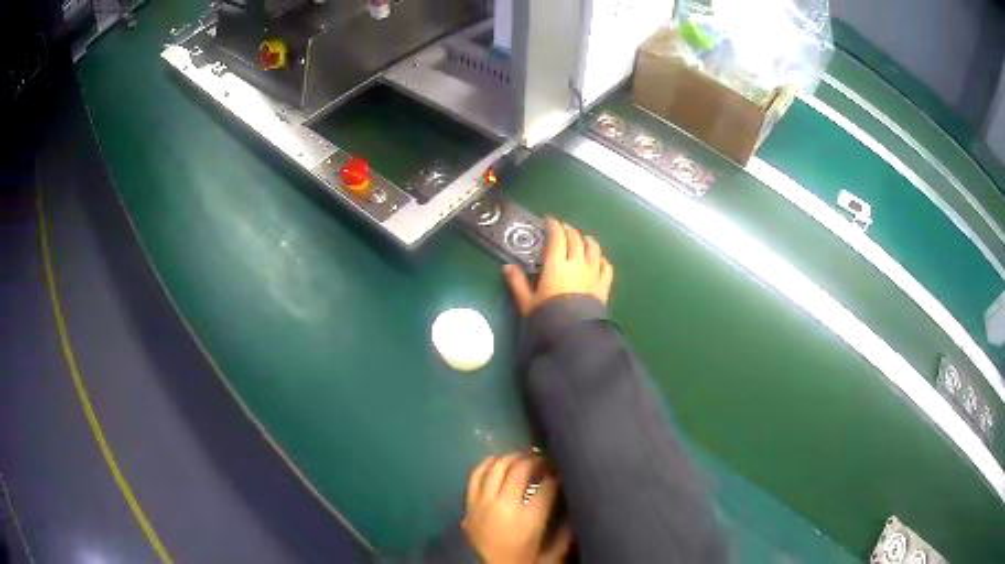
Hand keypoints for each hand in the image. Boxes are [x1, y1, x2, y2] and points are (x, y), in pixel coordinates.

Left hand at [462, 453, 571, 563]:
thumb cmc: (528, 559)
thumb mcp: (556, 550)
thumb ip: (566, 528)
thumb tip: (571, 502)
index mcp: (528, 519)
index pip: (546, 485)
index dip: (556, 474)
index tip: (560, 472)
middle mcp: (503, 506)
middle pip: (520, 470)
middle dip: (536, 460)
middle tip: (545, 460)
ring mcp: (482, 504)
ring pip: (496, 468)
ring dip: (512, 458)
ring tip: (524, 457)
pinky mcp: (469, 505)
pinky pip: (475, 476)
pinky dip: (487, 464)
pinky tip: (498, 460)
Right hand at [504, 218, 613, 316]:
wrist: (575, 335)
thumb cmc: (548, 318)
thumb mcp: (528, 302)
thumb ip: (518, 283)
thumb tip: (507, 267)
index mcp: (556, 265)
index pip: (557, 238)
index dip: (554, 226)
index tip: (550, 220)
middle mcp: (577, 264)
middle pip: (576, 240)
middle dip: (570, 230)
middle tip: (564, 228)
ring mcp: (593, 273)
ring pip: (594, 249)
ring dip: (588, 240)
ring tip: (584, 238)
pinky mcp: (604, 285)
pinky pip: (607, 266)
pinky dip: (602, 259)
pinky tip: (600, 259)